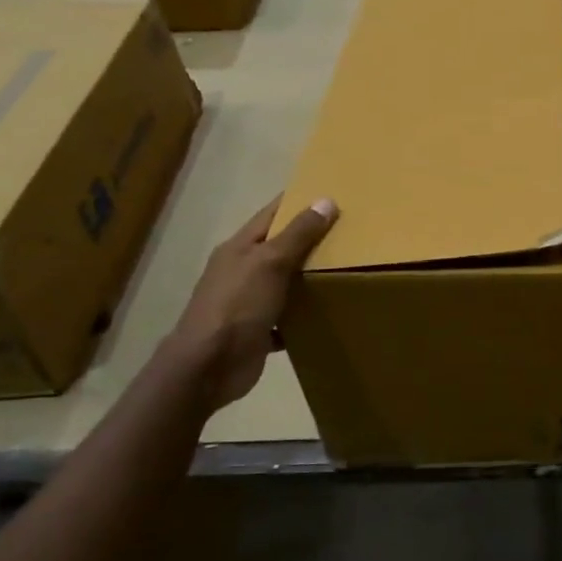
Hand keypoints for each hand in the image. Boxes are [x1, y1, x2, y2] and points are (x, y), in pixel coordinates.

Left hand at [167, 195, 337, 410]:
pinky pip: (288, 316)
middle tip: (352, 231)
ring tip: (349, 268)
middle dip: (311, 239)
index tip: (331, 193)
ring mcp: (248, 302)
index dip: (298, 202)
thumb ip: (298, 234)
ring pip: (285, 282)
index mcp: (240, 248)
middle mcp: (242, 271)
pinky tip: (329, 311)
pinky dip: (305, 313)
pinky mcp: (258, 330)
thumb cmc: (237, 305)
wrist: (208, 367)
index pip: (272, 214)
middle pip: (280, 247)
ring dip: (310, 278)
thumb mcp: (270, 263)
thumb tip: (326, 201)